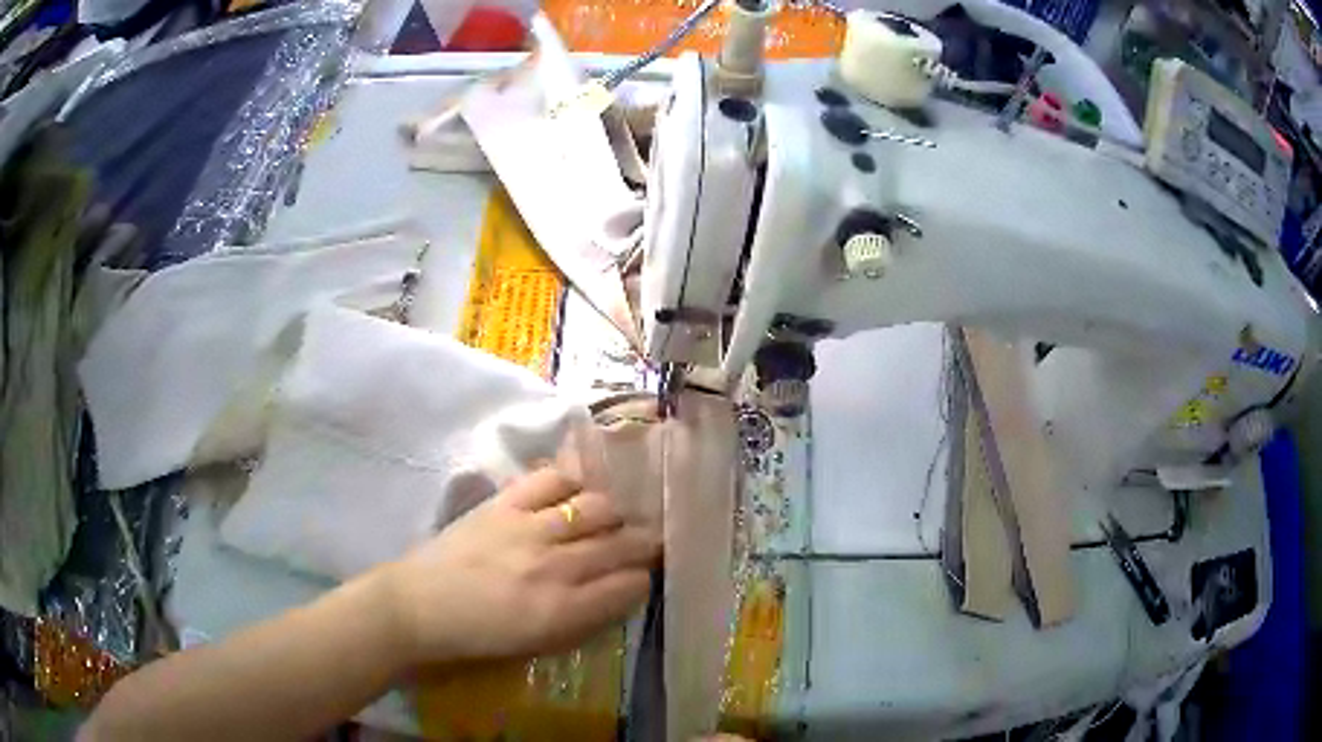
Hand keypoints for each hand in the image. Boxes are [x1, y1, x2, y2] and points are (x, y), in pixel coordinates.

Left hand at [376, 467, 658, 665]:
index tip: (642, 578)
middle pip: (622, 544)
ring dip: (615, 512)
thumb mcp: (542, 644)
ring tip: (617, 515)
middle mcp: (556, 566)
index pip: (630, 585)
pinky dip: (572, 481)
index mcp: (565, 611)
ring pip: (597, 507)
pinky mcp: (505, 504)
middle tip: (652, 541)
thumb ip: (587, 618)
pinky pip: (552, 479)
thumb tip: (619, 592)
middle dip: (645, 543)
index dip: (643, 580)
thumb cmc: (481, 636)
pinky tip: (577, 489)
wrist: (421, 607)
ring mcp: (530, 529)